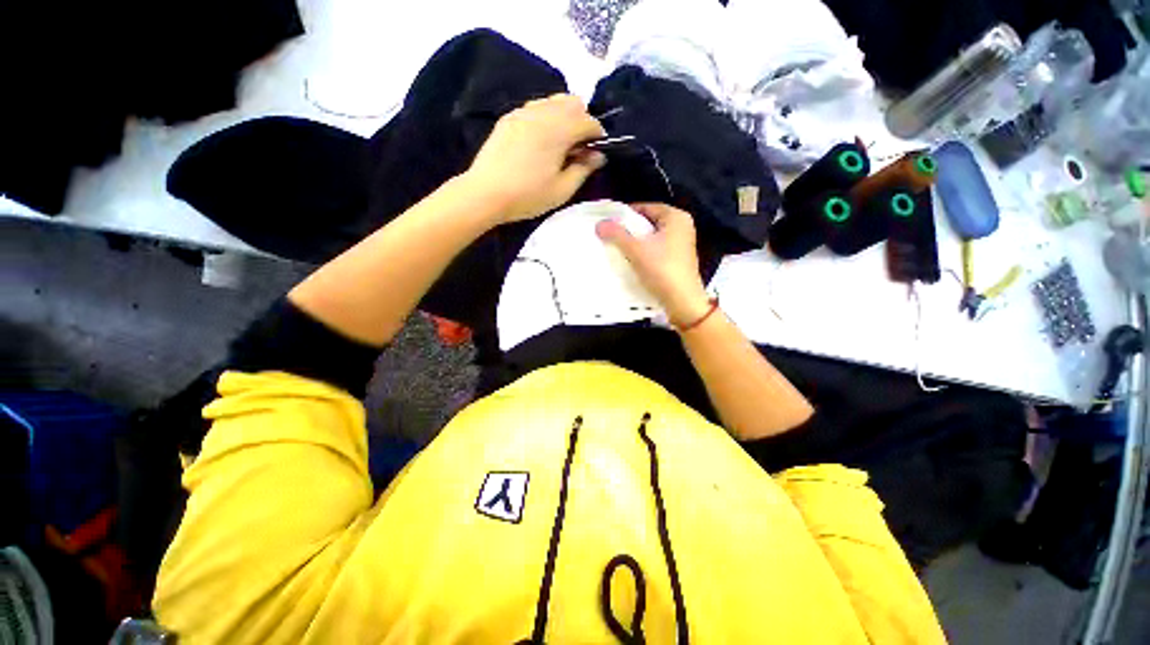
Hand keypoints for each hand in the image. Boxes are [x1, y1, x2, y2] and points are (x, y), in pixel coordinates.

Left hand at [466, 94, 606, 223]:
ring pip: (553, 101)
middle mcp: (542, 113)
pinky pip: (535, 108)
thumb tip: (598, 155)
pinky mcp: (509, 118)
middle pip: (572, 102)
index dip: (597, 136)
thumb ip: (584, 169)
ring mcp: (523, 112)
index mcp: (558, 130)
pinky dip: (545, 118)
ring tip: (559, 145)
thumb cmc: (528, 195)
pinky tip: (540, 142)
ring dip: (564, 118)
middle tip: (577, 148)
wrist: (485, 194)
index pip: (588, 120)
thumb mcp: (562, 190)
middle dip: (582, 121)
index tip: (595, 154)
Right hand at [596, 203, 711, 328]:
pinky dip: (645, 252)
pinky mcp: (679, 259)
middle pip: (649, 222)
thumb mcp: (636, 250)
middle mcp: (682, 226)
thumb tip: (599, 223)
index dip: (626, 214)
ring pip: (653, 237)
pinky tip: (632, 260)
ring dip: (636, 242)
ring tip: (618, 248)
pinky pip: (657, 249)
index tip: (609, 222)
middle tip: (611, 235)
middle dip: (630, 229)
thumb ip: (617, 234)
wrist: (682, 300)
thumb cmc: (661, 269)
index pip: (646, 207)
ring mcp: (682, 244)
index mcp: (676, 217)